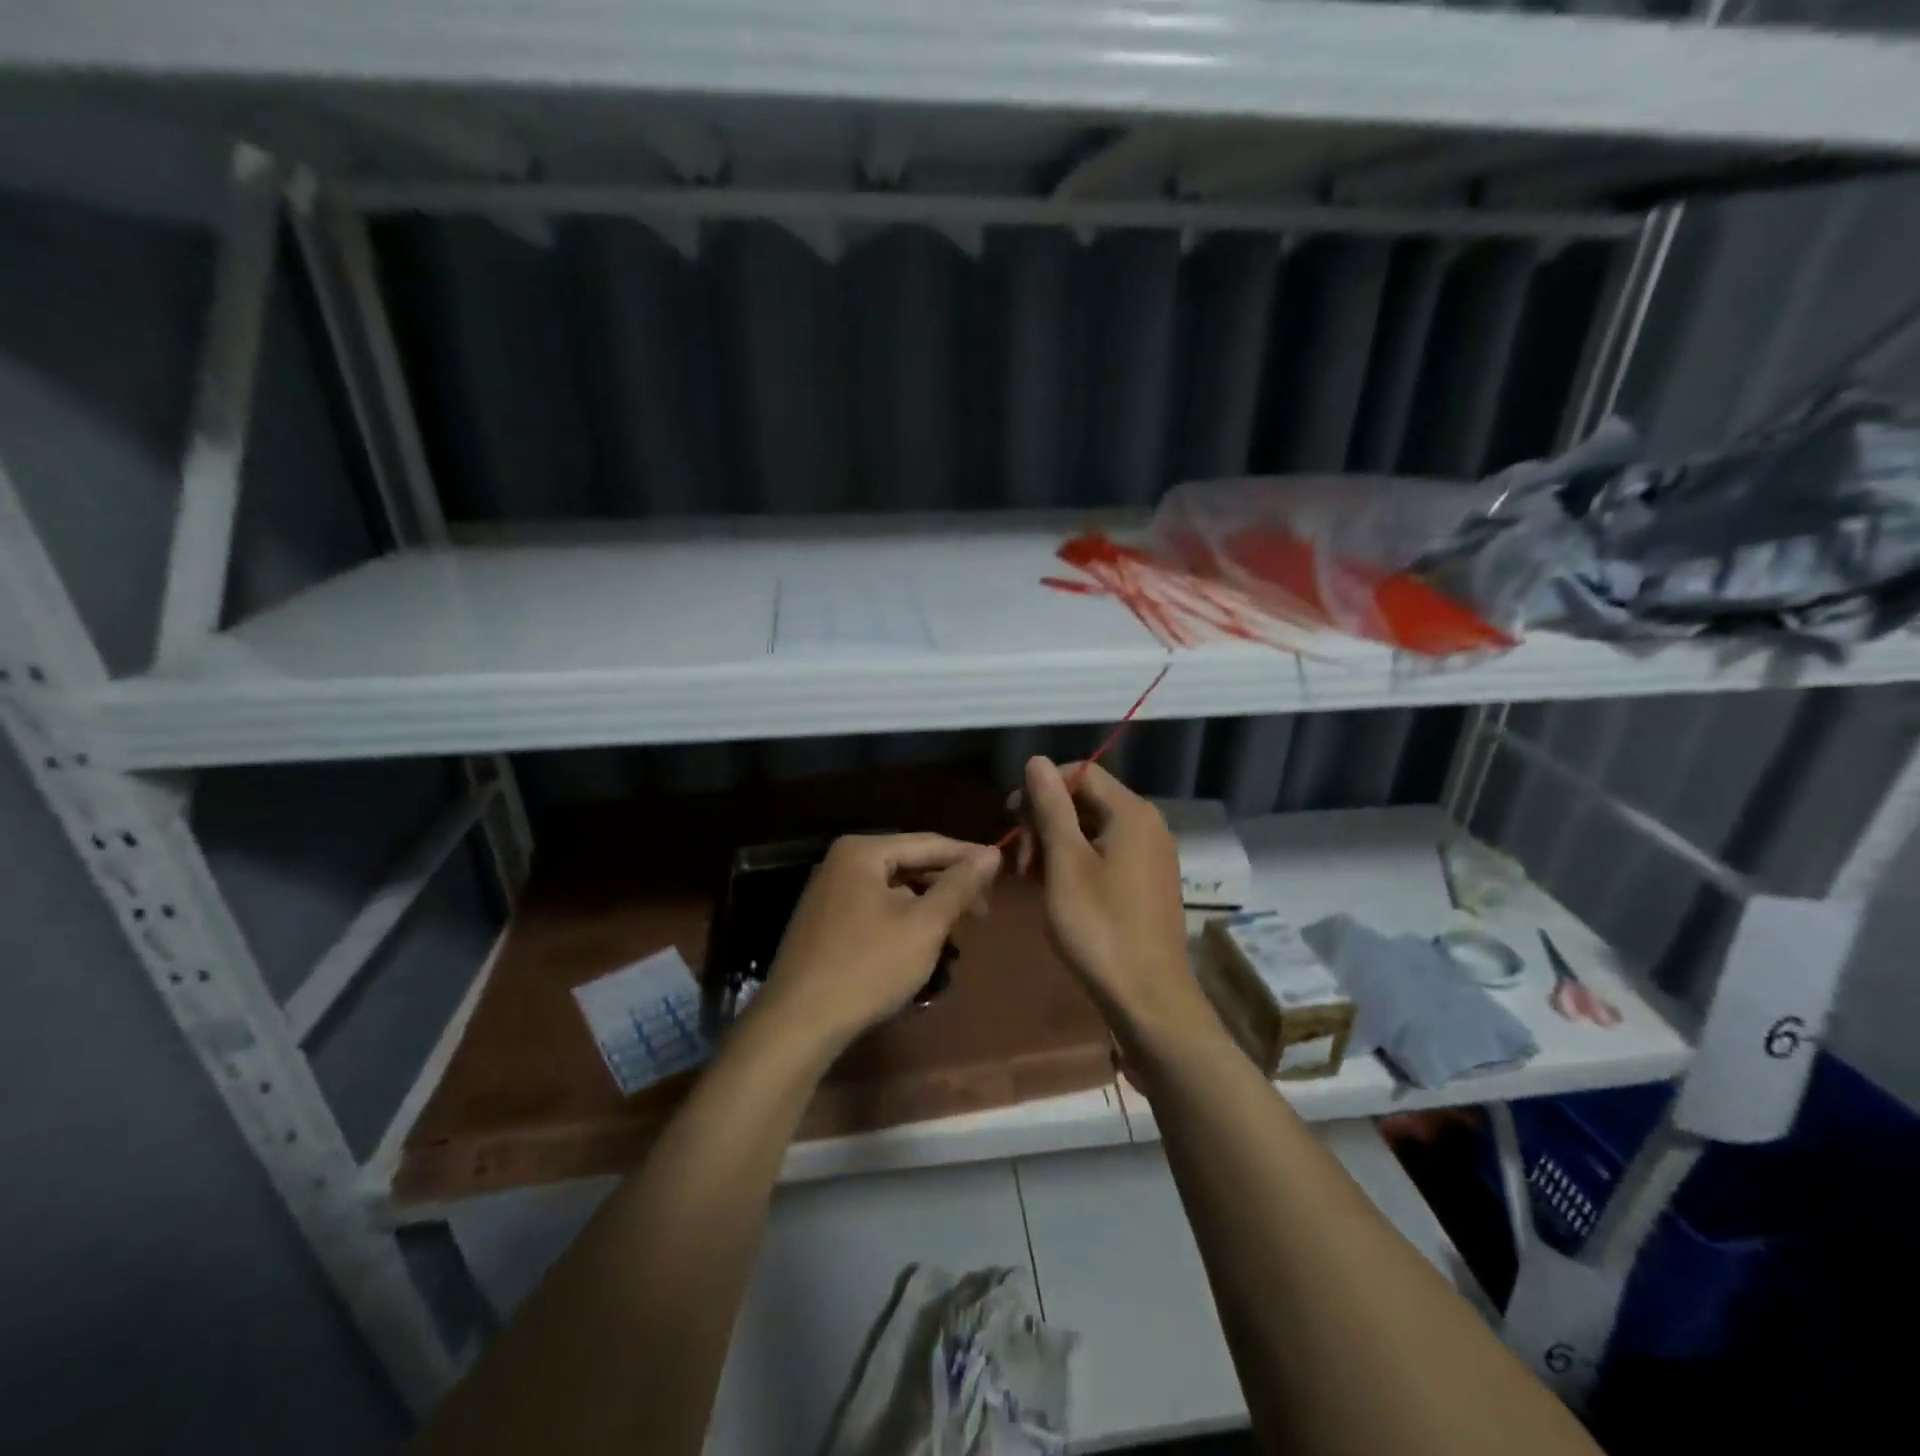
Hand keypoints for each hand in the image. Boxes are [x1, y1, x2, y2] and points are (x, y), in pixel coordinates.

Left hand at [751, 833, 1000, 1053]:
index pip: (929, 843)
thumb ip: (959, 886)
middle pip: (909, 864)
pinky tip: (921, 942)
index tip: (1002, 870)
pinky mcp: (825, 922)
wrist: (798, 1023)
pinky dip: (903, 919)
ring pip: (893, 889)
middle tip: (983, 912)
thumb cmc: (867, 967)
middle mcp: (841, 862)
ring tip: (958, 930)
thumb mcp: (924, 925)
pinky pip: (875, 907)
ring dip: (928, 905)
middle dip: (948, 886)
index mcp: (862, 851)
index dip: (969, 856)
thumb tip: (991, 853)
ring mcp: (829, 892)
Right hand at [1009, 758, 1216, 1052]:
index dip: (1041, 788)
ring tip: (1028, 878)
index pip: (1081, 773)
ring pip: (1092, 830)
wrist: (1148, 998)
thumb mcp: (1065, 863)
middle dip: (1045, 820)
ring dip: (1055, 844)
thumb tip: (1037, 760)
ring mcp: (1150, 856)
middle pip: (1086, 800)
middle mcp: (1147, 825)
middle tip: (1018, 859)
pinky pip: (1104, 856)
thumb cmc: (1100, 927)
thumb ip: (1051, 807)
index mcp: (1131, 813)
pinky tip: (1052, 889)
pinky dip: (1074, 864)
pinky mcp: (1146, 883)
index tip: (1011, 817)